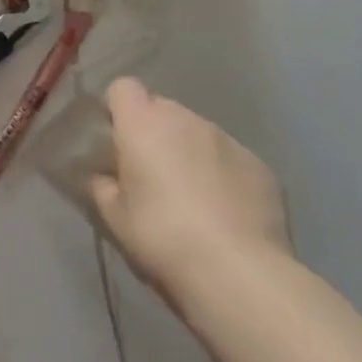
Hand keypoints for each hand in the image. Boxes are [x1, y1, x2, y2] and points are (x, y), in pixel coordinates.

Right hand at [90, 78, 290, 300]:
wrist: (239, 273)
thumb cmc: (162, 238)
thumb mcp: (114, 218)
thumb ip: (102, 185)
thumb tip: (103, 175)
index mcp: (143, 124)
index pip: (123, 88)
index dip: (118, 110)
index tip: (116, 141)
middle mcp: (185, 119)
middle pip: (162, 109)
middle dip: (154, 134)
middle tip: (150, 176)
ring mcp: (227, 139)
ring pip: (197, 133)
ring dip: (189, 153)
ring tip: (191, 200)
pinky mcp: (259, 164)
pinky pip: (230, 158)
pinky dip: (222, 175)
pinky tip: (225, 214)